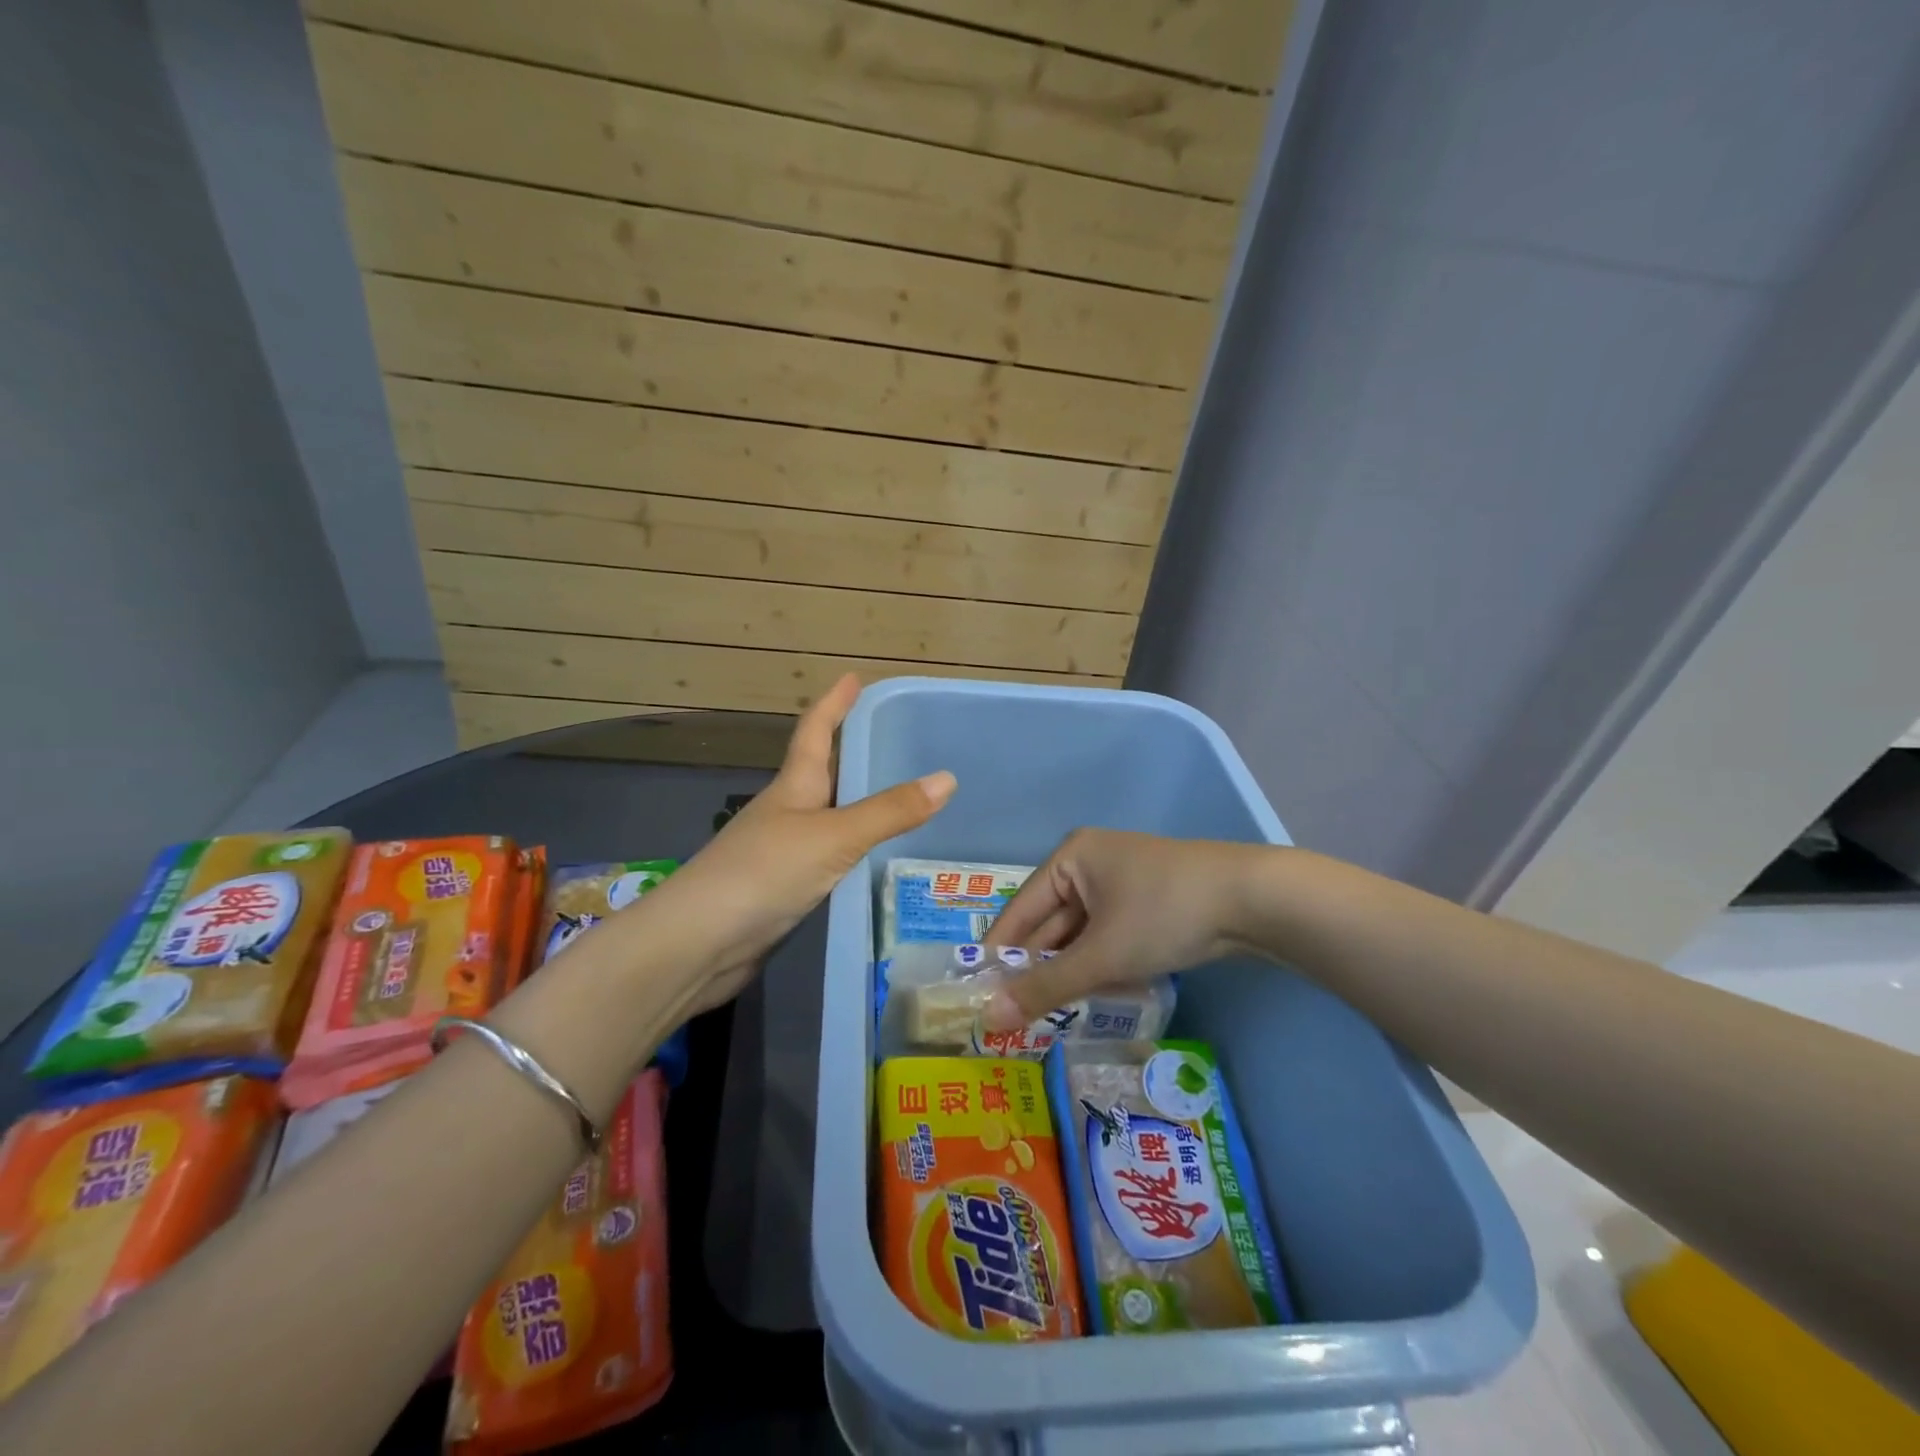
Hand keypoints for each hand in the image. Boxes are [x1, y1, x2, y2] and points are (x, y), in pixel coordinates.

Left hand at [639, 674, 954, 1014]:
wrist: (699, 944)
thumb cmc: (763, 873)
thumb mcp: (833, 836)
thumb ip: (889, 811)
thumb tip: (947, 778)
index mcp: (793, 786)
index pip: (815, 731)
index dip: (834, 703)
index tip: (853, 677)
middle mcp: (787, 811)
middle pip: (822, 772)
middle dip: (851, 751)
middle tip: (893, 740)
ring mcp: (782, 851)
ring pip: (829, 816)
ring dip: (858, 804)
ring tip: (901, 799)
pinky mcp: (784, 889)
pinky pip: (830, 857)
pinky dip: (855, 850)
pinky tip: (877, 860)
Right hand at [982, 830, 1252, 1029]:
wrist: (1253, 900)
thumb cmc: (1163, 913)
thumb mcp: (1102, 953)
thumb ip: (1046, 986)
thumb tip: (991, 1017)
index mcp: (1071, 858)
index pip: (1020, 909)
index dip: (999, 952)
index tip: (977, 994)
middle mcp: (1091, 863)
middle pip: (1051, 922)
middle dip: (1038, 967)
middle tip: (1012, 1016)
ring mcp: (1122, 881)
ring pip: (1082, 933)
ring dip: (1070, 971)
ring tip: (1047, 1016)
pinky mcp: (1148, 901)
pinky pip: (1108, 935)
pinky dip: (1099, 964)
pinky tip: (1093, 998)